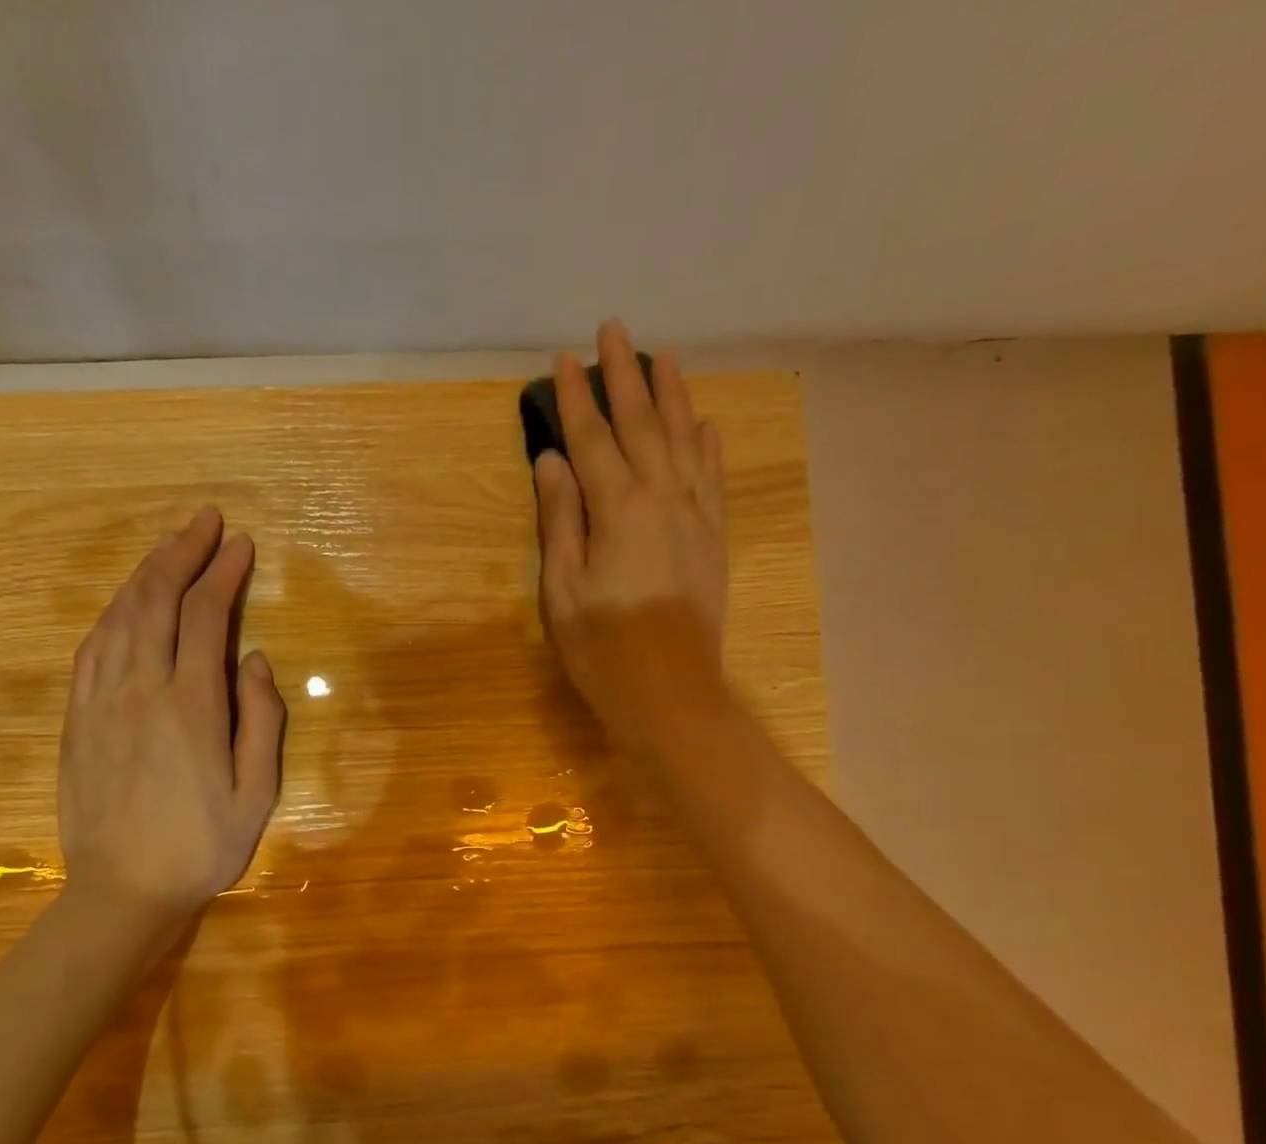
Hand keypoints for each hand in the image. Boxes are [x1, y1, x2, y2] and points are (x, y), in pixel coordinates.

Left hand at [56, 506, 284, 924]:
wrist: (122, 892)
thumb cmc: (202, 847)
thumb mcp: (257, 793)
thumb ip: (261, 720)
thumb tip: (256, 660)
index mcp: (191, 705)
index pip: (205, 616)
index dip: (223, 574)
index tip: (241, 546)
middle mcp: (141, 689)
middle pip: (156, 599)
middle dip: (182, 552)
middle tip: (204, 522)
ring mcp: (100, 701)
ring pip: (119, 616)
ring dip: (145, 574)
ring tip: (170, 548)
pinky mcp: (76, 718)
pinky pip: (91, 647)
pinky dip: (113, 612)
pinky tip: (126, 603)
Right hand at [533, 319, 731, 761]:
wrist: (670, 692)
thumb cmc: (602, 649)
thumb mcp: (563, 590)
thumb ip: (561, 520)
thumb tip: (553, 461)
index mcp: (618, 510)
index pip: (592, 440)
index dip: (577, 398)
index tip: (565, 358)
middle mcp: (661, 499)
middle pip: (642, 425)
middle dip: (626, 376)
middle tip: (615, 329)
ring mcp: (694, 516)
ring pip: (684, 441)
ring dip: (672, 395)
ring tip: (665, 356)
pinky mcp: (712, 538)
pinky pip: (712, 478)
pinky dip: (708, 445)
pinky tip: (704, 423)